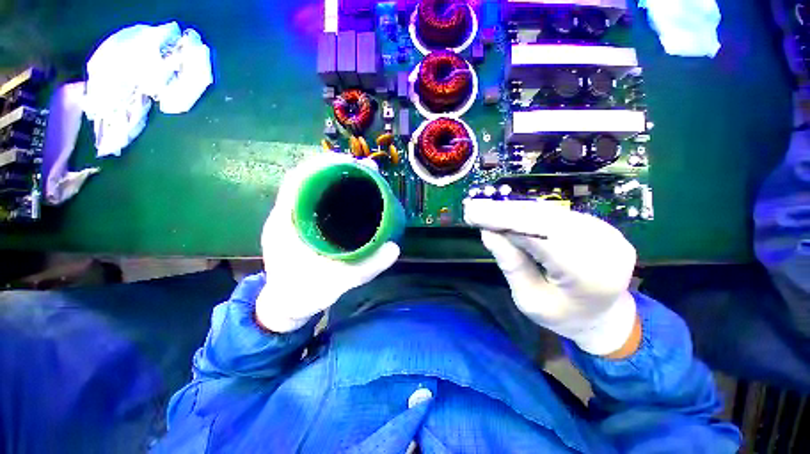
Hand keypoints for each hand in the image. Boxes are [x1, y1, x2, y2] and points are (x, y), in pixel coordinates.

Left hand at [255, 154, 399, 332]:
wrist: (285, 306)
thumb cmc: (303, 295)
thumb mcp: (336, 284)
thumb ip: (366, 268)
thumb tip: (394, 248)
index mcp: (285, 224)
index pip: (298, 181)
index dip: (323, 164)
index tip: (351, 161)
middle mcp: (286, 216)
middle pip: (308, 179)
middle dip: (336, 168)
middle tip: (366, 169)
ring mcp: (293, 220)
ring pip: (313, 189)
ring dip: (336, 178)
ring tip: (363, 177)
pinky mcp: (301, 226)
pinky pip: (316, 201)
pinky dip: (334, 193)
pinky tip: (352, 197)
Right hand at [464, 198, 637, 355]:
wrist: (605, 316)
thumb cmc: (563, 316)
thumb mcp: (529, 300)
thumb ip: (511, 265)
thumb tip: (488, 232)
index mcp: (589, 277)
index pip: (541, 236)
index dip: (504, 221)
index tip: (473, 214)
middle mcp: (605, 247)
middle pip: (545, 219)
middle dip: (505, 212)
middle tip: (474, 209)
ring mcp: (607, 232)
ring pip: (549, 212)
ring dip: (513, 210)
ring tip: (485, 210)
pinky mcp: (600, 225)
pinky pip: (556, 214)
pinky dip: (527, 213)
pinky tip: (507, 214)